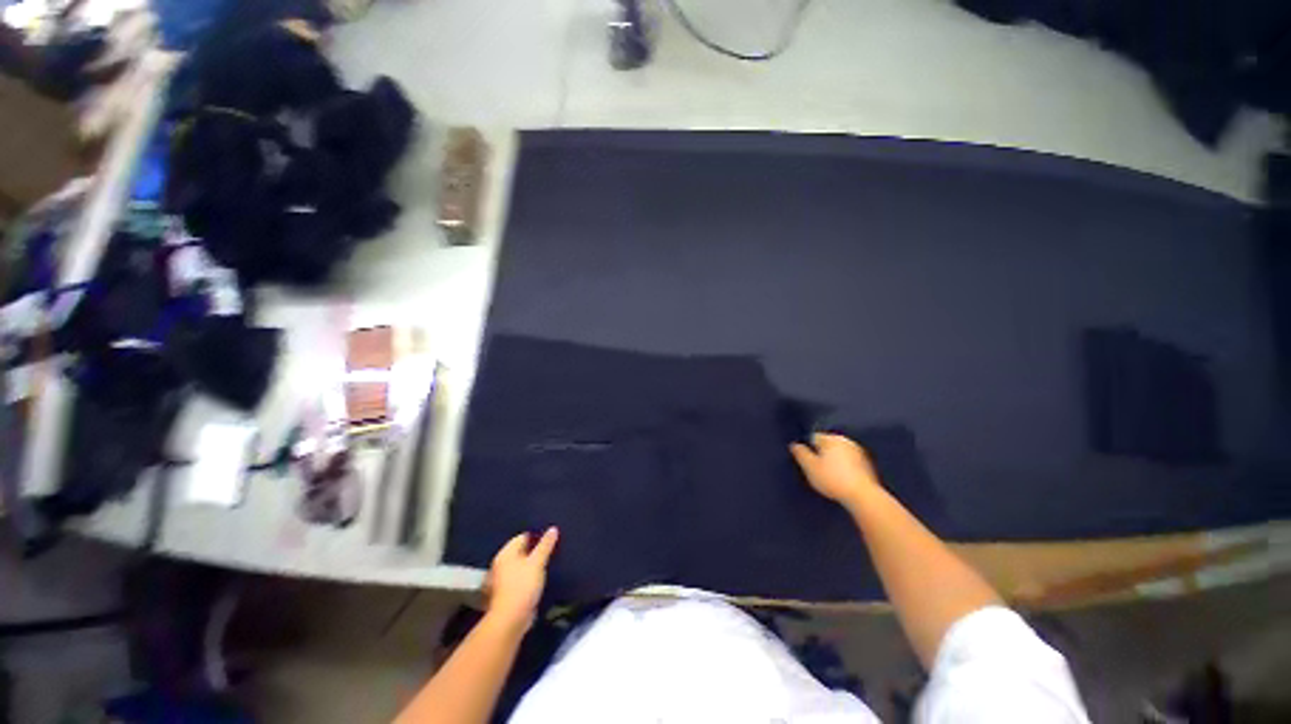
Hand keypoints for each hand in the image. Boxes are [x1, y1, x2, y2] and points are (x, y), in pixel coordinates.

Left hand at [484, 527, 558, 631]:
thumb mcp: (537, 562)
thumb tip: (553, 529)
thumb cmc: (523, 586)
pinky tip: (536, 583)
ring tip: (544, 568)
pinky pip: (518, 580)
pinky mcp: (504, 595)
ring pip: (519, 567)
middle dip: (533, 552)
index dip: (536, 537)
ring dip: (529, 567)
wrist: (510, 620)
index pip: (522, 537)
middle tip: (548, 553)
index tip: (549, 542)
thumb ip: (545, 545)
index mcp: (505, 554)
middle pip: (519, 552)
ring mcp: (500, 581)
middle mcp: (499, 565)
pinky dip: (526, 579)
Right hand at [790, 433, 881, 508]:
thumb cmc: (832, 479)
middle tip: (818, 469)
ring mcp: (859, 451)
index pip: (813, 437)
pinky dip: (846, 467)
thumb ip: (800, 453)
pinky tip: (843, 479)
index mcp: (830, 438)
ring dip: (835, 460)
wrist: (863, 496)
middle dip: (822, 453)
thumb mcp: (809, 467)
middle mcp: (845, 440)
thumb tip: (794, 445)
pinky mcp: (868, 464)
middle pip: (828, 444)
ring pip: (840, 453)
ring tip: (831, 476)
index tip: (808, 462)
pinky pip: (850, 461)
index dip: (808, 449)